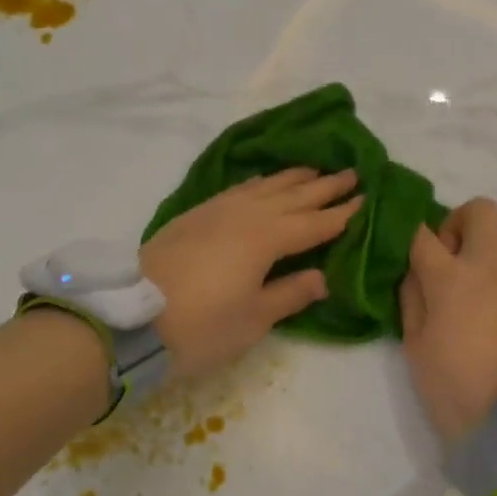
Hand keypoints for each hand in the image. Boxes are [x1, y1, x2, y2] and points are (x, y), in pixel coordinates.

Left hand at [141, 168, 361, 379]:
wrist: (131, 320)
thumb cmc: (201, 326)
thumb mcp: (253, 319)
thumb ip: (290, 293)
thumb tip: (322, 277)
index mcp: (267, 238)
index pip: (313, 223)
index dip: (340, 213)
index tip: (365, 198)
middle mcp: (245, 215)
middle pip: (292, 196)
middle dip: (323, 186)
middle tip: (351, 172)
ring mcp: (216, 211)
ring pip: (264, 186)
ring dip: (292, 178)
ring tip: (313, 169)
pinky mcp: (194, 216)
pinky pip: (238, 190)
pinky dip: (258, 183)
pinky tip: (262, 183)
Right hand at [399, 198, 496, 441]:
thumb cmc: (454, 384)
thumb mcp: (415, 345)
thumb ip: (412, 299)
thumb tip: (416, 272)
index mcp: (449, 277)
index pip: (422, 235)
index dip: (414, 240)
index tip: (416, 256)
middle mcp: (490, 262)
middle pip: (478, 209)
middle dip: (460, 223)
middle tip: (455, 253)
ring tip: (490, 266)